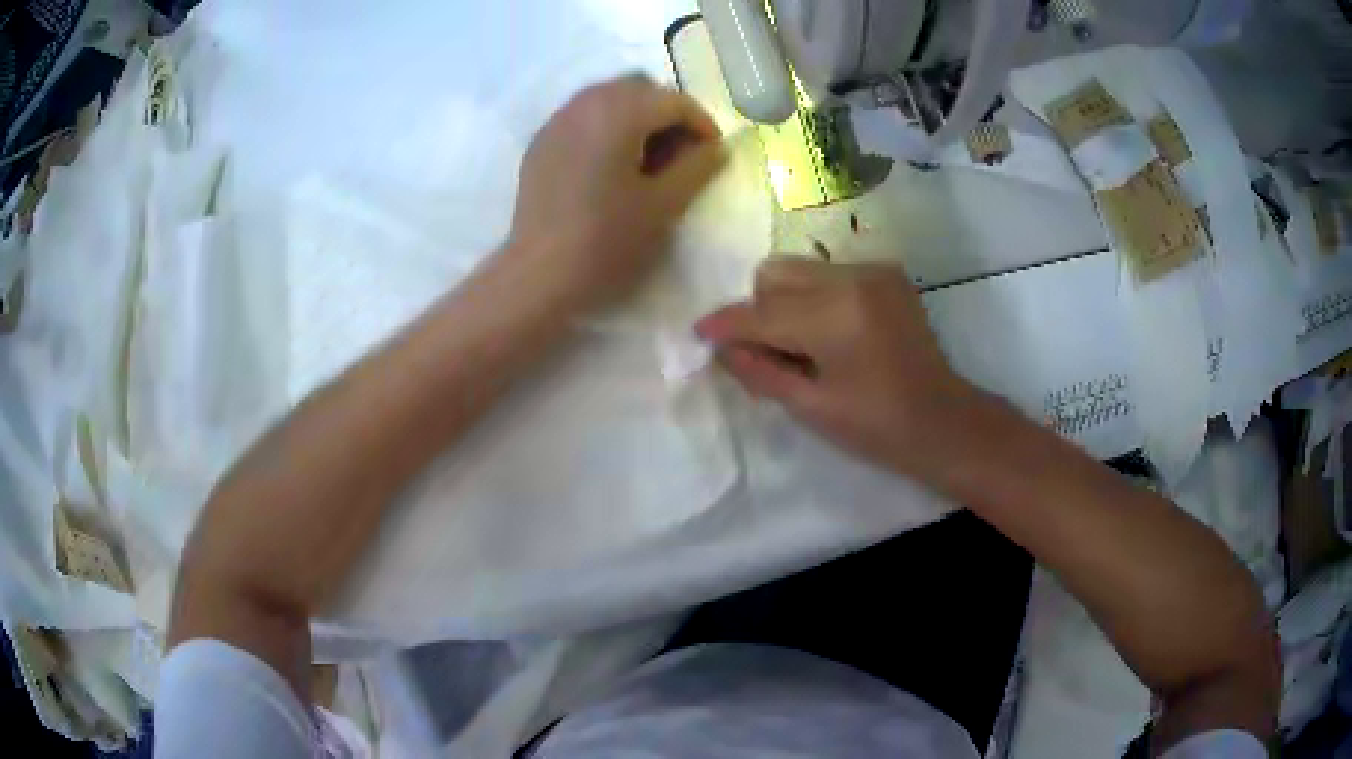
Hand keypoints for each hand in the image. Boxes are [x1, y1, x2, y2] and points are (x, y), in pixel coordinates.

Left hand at [506, 75, 726, 312]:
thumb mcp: (664, 205)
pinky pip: (582, 117)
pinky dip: (605, 127)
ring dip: (636, 117)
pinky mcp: (541, 143)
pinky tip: (610, 166)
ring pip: (608, 98)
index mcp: (619, 113)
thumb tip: (717, 148)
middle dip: (667, 113)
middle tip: (680, 153)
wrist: (539, 275)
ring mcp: (557, 121)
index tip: (713, 156)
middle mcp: (585, 104)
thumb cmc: (607, 241)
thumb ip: (697, 168)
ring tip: (647, 159)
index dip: (702, 124)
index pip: (674, 100)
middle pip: (639, 88)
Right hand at [695, 258, 985, 478]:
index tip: (699, 333)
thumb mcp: (810, 407)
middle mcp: (852, 278)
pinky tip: (832, 331)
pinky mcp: (886, 272)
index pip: (761, 312)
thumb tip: (721, 347)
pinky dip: (815, 296)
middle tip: (770, 351)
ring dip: (786, 300)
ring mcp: (872, 270)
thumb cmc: (877, 426)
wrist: (942, 419)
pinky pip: (829, 272)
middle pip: (774, 274)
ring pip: (799, 268)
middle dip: (759, 309)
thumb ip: (758, 372)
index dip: (725, 324)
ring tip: (804, 342)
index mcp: (835, 316)